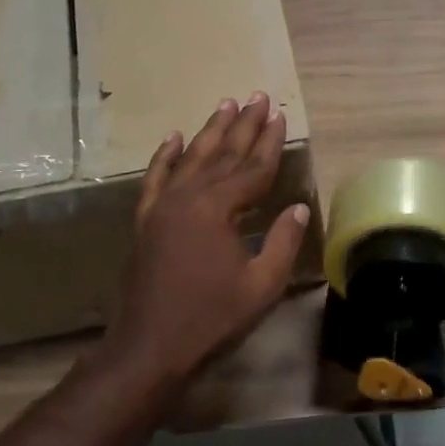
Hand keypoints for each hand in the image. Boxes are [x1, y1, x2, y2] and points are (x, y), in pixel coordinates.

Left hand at [104, 93, 310, 382]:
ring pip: (190, 159)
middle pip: (222, 155)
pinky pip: (155, 179)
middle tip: (257, 97)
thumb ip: (282, 241)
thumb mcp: (261, 285)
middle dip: (243, 125)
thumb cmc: (211, 320)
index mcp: (216, 209)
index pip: (252, 169)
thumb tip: (299, 207)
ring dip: (209, 131)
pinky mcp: (145, 222)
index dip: (269, 143)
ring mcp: (161, 208)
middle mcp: (186, 198)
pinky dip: (165, 156)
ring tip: (225, 104)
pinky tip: (174, 137)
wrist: (149, 349)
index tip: (279, 115)